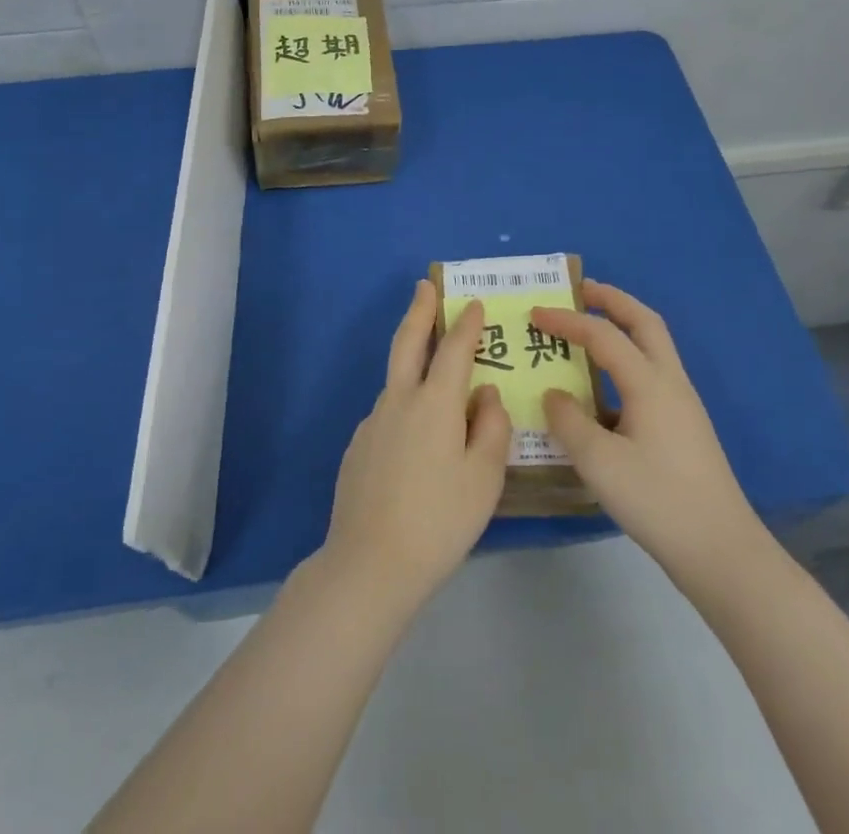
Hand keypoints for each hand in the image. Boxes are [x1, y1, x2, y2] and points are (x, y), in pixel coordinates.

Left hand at [316, 281, 510, 620]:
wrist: (370, 563)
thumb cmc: (439, 520)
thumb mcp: (483, 478)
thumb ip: (490, 427)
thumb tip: (485, 393)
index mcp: (435, 403)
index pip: (455, 349)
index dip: (467, 324)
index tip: (474, 303)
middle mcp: (400, 400)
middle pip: (408, 342)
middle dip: (419, 311)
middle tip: (424, 286)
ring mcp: (373, 422)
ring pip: (397, 380)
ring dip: (412, 360)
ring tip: (433, 370)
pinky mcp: (358, 446)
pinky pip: (388, 414)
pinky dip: (404, 406)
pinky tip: (414, 438)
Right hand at [532, 281, 763, 583]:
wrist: (721, 551)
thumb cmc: (658, 501)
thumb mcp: (599, 463)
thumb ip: (568, 422)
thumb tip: (554, 395)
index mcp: (650, 383)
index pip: (602, 335)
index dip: (566, 319)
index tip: (534, 313)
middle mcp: (670, 382)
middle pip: (644, 322)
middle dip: (612, 300)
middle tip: (580, 290)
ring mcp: (682, 404)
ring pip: (653, 346)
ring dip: (623, 327)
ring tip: (588, 330)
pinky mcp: (684, 427)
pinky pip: (652, 375)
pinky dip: (626, 362)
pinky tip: (604, 391)